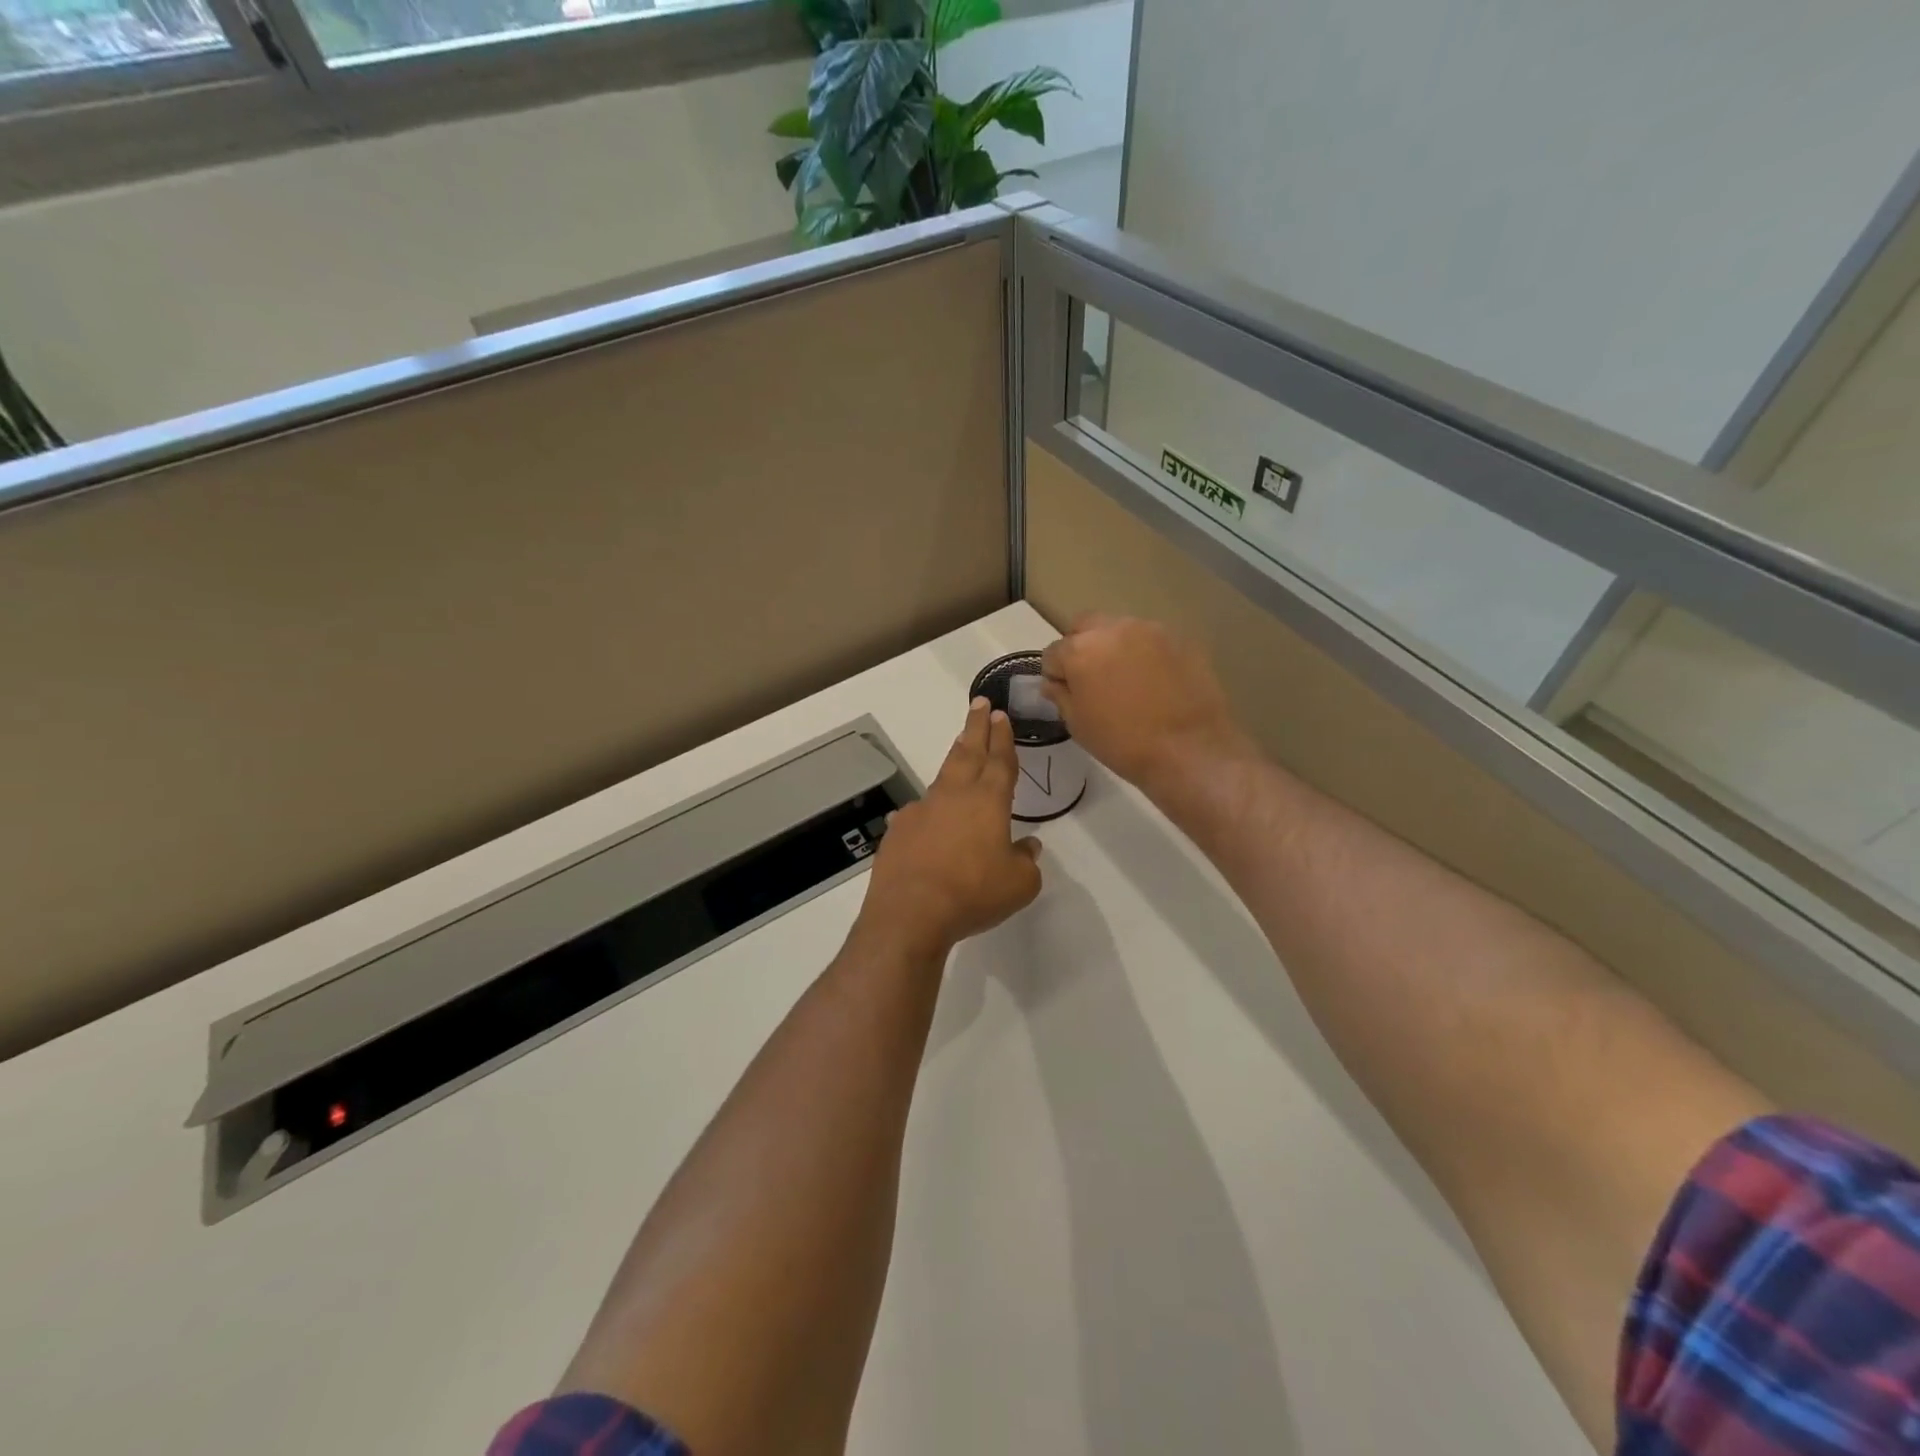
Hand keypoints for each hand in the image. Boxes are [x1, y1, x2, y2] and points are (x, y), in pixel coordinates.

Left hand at [856, 698, 1043, 959]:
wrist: (910, 912)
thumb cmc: (973, 894)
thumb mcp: (1019, 884)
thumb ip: (1026, 861)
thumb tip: (1027, 847)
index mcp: (988, 801)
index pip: (999, 760)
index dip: (1002, 737)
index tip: (1000, 715)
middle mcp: (954, 796)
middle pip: (968, 752)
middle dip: (976, 727)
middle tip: (979, 705)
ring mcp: (922, 810)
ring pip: (943, 776)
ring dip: (955, 758)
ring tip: (961, 746)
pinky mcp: (899, 830)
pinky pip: (920, 811)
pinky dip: (930, 808)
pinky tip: (929, 817)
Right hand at [1040, 613, 1250, 792]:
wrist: (1189, 750)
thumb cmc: (1123, 742)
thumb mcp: (1078, 725)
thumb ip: (1061, 696)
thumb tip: (1055, 682)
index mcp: (1081, 649)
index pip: (1054, 652)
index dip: (1055, 674)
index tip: (1066, 693)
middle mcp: (1113, 628)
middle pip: (1085, 628)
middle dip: (1081, 648)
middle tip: (1092, 680)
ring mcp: (1150, 630)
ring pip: (1119, 630)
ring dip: (1114, 648)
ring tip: (1125, 680)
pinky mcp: (1179, 639)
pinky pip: (1150, 641)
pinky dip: (1144, 654)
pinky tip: (1154, 682)